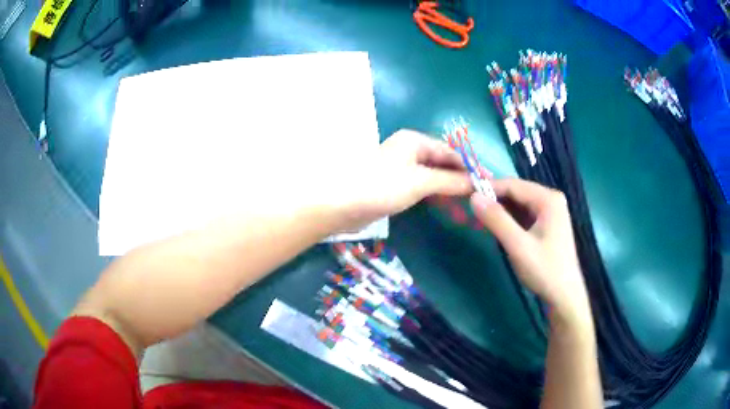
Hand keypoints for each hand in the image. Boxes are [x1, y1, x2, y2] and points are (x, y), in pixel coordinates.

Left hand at [334, 129, 472, 230]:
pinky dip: (435, 193)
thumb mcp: (420, 181)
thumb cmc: (381, 185)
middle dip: (461, 176)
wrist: (342, 204)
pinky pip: (422, 186)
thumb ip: (450, 181)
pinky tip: (446, 203)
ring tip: (469, 200)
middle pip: (442, 162)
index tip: (488, 181)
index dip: (470, 166)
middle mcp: (408, 150)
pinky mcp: (394, 185)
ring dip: (449, 186)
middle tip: (481, 193)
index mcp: (414, 141)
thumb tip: (478, 183)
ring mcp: (401, 168)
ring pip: (433, 175)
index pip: (450, 152)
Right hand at [470, 178, 590, 320]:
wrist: (564, 296)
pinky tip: (497, 228)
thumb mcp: (518, 245)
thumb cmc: (544, 270)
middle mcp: (550, 200)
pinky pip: (523, 215)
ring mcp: (550, 212)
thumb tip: (473, 196)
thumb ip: (497, 220)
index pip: (513, 185)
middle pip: (516, 192)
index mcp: (548, 199)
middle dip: (494, 199)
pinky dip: (509, 220)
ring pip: (518, 204)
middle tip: (470, 208)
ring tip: (480, 218)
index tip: (465, 193)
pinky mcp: (546, 225)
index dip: (488, 188)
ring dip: (500, 210)